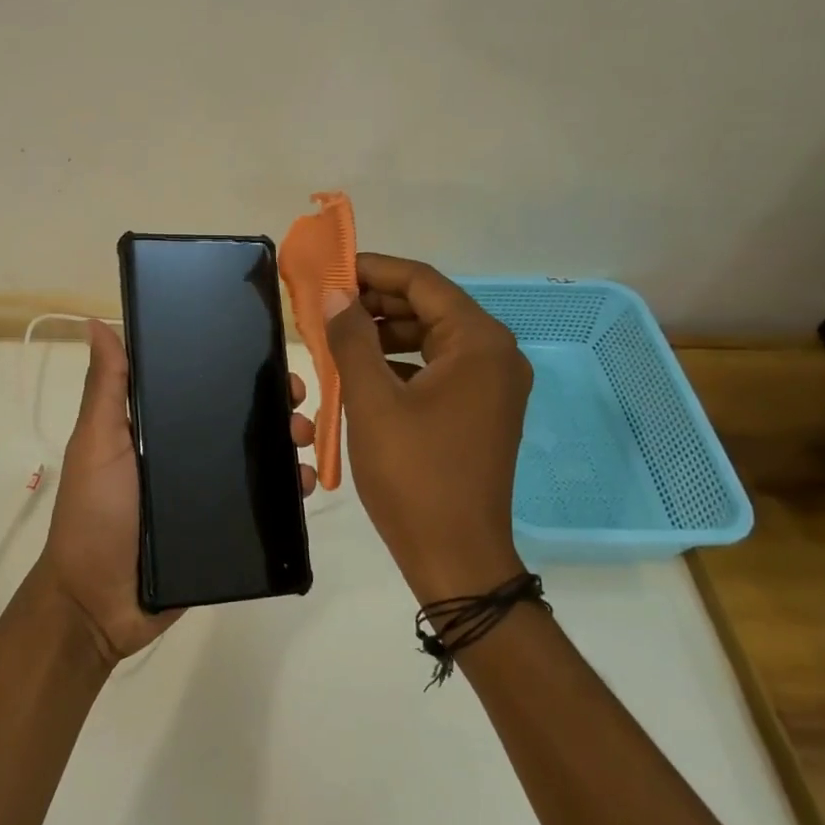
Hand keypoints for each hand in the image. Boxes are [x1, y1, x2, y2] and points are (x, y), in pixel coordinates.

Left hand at [32, 319, 319, 664]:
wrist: (99, 603)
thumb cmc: (95, 514)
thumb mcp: (96, 444)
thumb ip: (105, 388)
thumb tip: (95, 322)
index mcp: (157, 428)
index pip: (202, 387)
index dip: (234, 370)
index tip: (267, 356)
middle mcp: (186, 455)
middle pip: (238, 421)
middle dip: (273, 405)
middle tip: (298, 400)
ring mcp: (207, 493)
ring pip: (258, 459)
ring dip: (288, 443)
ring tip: (305, 440)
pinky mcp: (225, 529)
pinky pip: (264, 504)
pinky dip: (289, 490)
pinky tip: (306, 483)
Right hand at [325, 253, 532, 600]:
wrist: (456, 556)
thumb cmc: (413, 474)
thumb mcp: (372, 401)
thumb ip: (352, 339)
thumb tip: (336, 294)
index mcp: (478, 342)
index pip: (422, 282)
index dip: (373, 269)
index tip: (331, 268)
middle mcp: (496, 355)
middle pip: (431, 307)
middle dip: (377, 302)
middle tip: (328, 304)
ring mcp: (493, 385)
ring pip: (433, 338)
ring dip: (386, 332)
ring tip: (339, 335)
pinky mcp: (482, 411)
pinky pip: (439, 368)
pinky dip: (402, 362)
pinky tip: (365, 370)